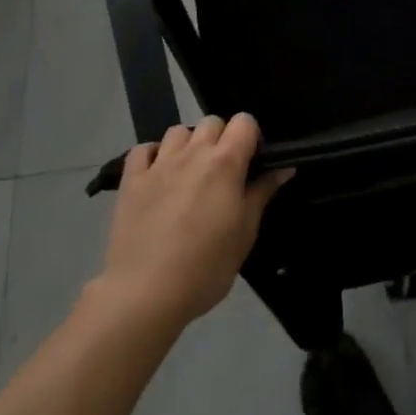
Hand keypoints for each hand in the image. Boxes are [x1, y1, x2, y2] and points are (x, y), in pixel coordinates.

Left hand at [96, 114, 291, 332]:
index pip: (244, 121)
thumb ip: (262, 193)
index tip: (252, 161)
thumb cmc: (205, 267)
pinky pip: (142, 149)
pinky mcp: (131, 179)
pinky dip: (153, 155)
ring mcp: (159, 164)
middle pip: (212, 121)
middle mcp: (193, 153)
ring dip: (188, 144)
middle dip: (221, 138)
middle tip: (223, 171)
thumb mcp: (245, 233)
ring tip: (189, 172)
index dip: (251, 136)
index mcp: (225, 163)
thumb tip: (284, 167)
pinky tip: (157, 175)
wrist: (144, 293)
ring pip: (178, 131)